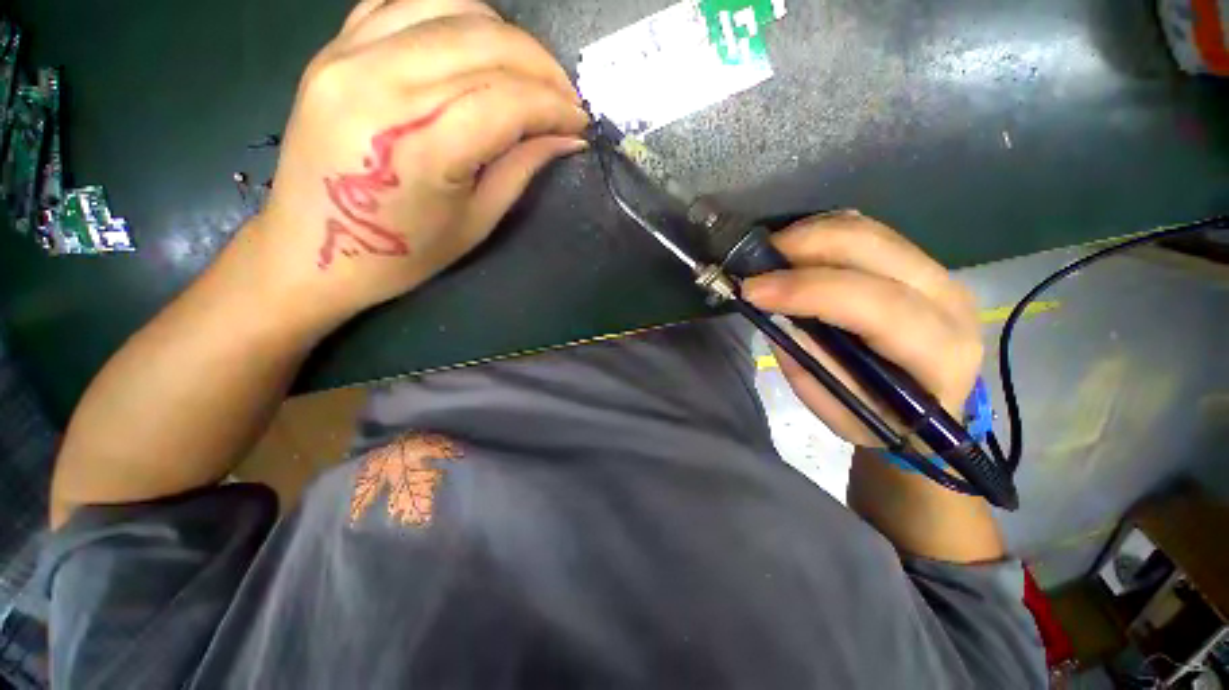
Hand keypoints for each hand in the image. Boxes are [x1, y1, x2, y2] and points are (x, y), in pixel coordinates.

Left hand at [247, 0, 588, 325]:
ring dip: (505, 35)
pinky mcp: (334, 47)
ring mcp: (348, 55)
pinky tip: (475, 46)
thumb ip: (522, 168)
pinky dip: (452, 15)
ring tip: (528, 73)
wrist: (313, 250)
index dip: (554, 106)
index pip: (507, 99)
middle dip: (541, 66)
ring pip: (449, 7)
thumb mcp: (476, 222)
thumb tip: (568, 137)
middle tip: (565, 96)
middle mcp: (379, 84)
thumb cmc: (403, 253)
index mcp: (418, 146)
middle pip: (484, 41)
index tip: (580, 121)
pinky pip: (405, 4)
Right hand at [742, 212, 982, 447]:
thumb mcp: (840, 412)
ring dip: (810, 234)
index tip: (752, 290)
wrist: (929, 415)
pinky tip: (797, 248)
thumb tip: (777, 315)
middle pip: (874, 249)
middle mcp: (948, 301)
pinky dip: (825, 231)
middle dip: (805, 245)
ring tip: (769, 254)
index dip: (807, 290)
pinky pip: (869, 231)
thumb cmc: (883, 422)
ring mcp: (939, 274)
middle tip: (755, 261)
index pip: (874, 304)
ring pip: (870, 231)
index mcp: (939, 353)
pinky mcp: (920, 263)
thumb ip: (809, 365)